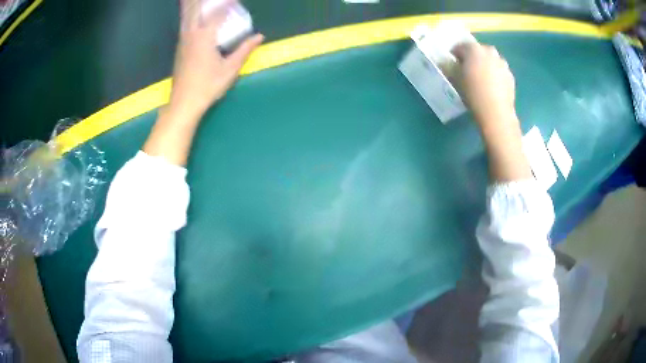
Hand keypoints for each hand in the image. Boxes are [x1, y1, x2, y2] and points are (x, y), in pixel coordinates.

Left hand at [169, 0, 263, 121]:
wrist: (184, 103)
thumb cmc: (208, 86)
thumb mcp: (230, 69)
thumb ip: (245, 50)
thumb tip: (259, 37)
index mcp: (205, 36)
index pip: (217, 12)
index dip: (226, 3)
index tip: (234, 0)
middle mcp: (191, 34)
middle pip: (196, 10)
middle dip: (203, 2)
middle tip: (217, 0)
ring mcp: (183, 41)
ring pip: (188, 17)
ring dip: (194, 7)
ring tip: (199, 3)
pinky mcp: (179, 49)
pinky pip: (185, 26)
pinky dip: (191, 17)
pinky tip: (195, 18)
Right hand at [452, 43, 515, 131]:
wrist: (496, 112)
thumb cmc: (472, 94)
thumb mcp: (455, 80)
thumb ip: (451, 67)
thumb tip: (449, 64)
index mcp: (473, 49)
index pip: (460, 46)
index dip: (455, 54)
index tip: (452, 63)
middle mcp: (489, 51)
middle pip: (477, 50)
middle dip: (472, 57)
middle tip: (467, 69)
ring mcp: (502, 63)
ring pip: (490, 59)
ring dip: (485, 64)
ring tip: (481, 78)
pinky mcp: (510, 75)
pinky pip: (499, 70)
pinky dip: (495, 74)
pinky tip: (491, 86)